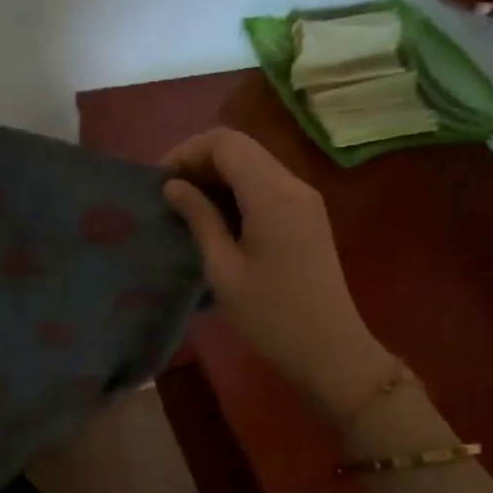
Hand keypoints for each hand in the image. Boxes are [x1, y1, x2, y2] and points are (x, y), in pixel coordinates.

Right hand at [162, 128, 395, 427]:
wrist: (330, 351)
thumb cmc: (270, 316)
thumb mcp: (223, 269)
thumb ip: (199, 218)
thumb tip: (173, 186)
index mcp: (272, 193)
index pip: (225, 142)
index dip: (187, 152)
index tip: (161, 183)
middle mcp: (293, 184)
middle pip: (241, 147)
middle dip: (200, 161)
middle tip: (169, 194)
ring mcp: (305, 199)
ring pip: (254, 163)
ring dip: (218, 175)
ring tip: (187, 207)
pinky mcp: (308, 215)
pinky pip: (267, 184)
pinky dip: (237, 190)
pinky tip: (217, 219)